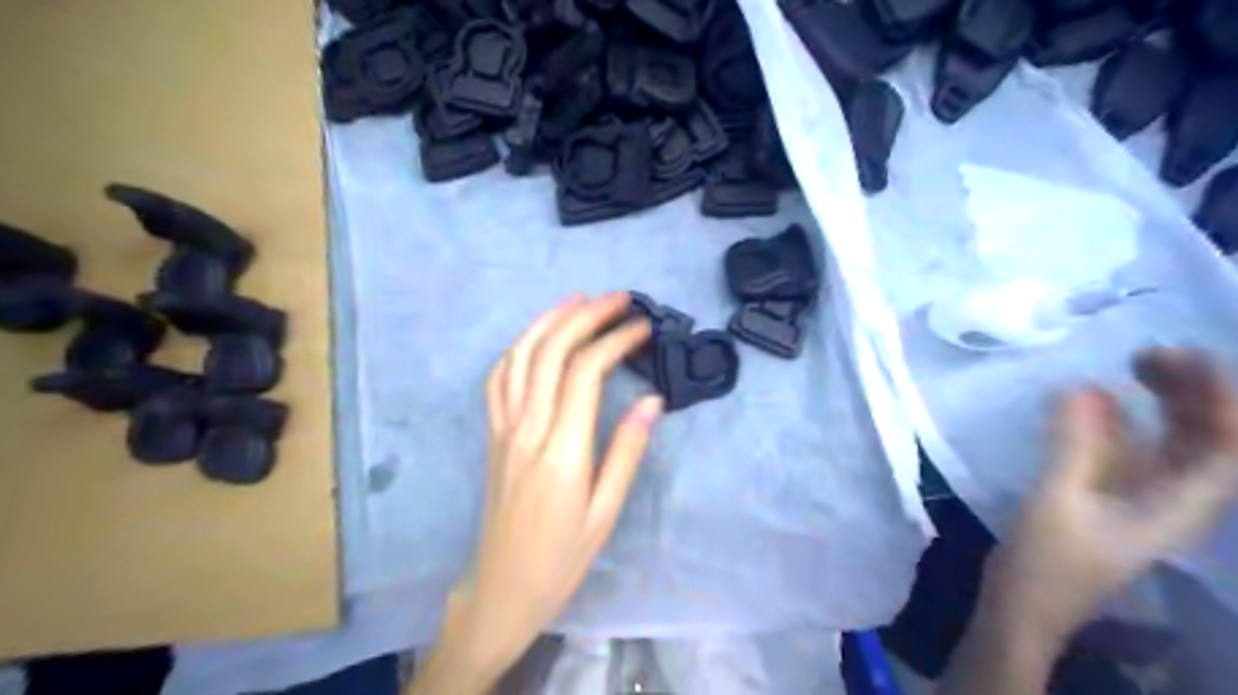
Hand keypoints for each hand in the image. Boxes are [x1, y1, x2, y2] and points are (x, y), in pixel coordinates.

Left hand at [411, 293, 662, 693]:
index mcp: (562, 450)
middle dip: (585, 316)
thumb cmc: (562, 558)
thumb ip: (627, 452)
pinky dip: (518, 348)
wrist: (502, 589)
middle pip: (551, 353)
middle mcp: (528, 429)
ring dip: (548, 321)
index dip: (614, 340)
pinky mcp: (492, 435)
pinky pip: (498, 380)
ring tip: (578, 300)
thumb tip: (651, 400)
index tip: (642, 326)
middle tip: (618, 298)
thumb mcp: (606, 513)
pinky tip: (536, 337)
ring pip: (520, 358)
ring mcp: (503, 429)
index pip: (585, 373)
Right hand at [994, 348, 1236, 641]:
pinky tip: (1099, 401)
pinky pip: (1133, 447)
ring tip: (1130, 365)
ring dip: (1161, 402)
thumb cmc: (1048, 562)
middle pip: (1207, 437)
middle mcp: (1177, 498)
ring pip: (1172, 440)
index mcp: (1181, 507)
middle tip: (1146, 352)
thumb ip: (1073, 444)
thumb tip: (1081, 387)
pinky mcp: (1111, 494)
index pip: (1227, 446)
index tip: (1182, 356)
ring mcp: (1143, 496)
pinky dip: (1123, 420)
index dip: (1218, 399)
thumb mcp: (1057, 501)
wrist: (1025, 605)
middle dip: (1191, 391)